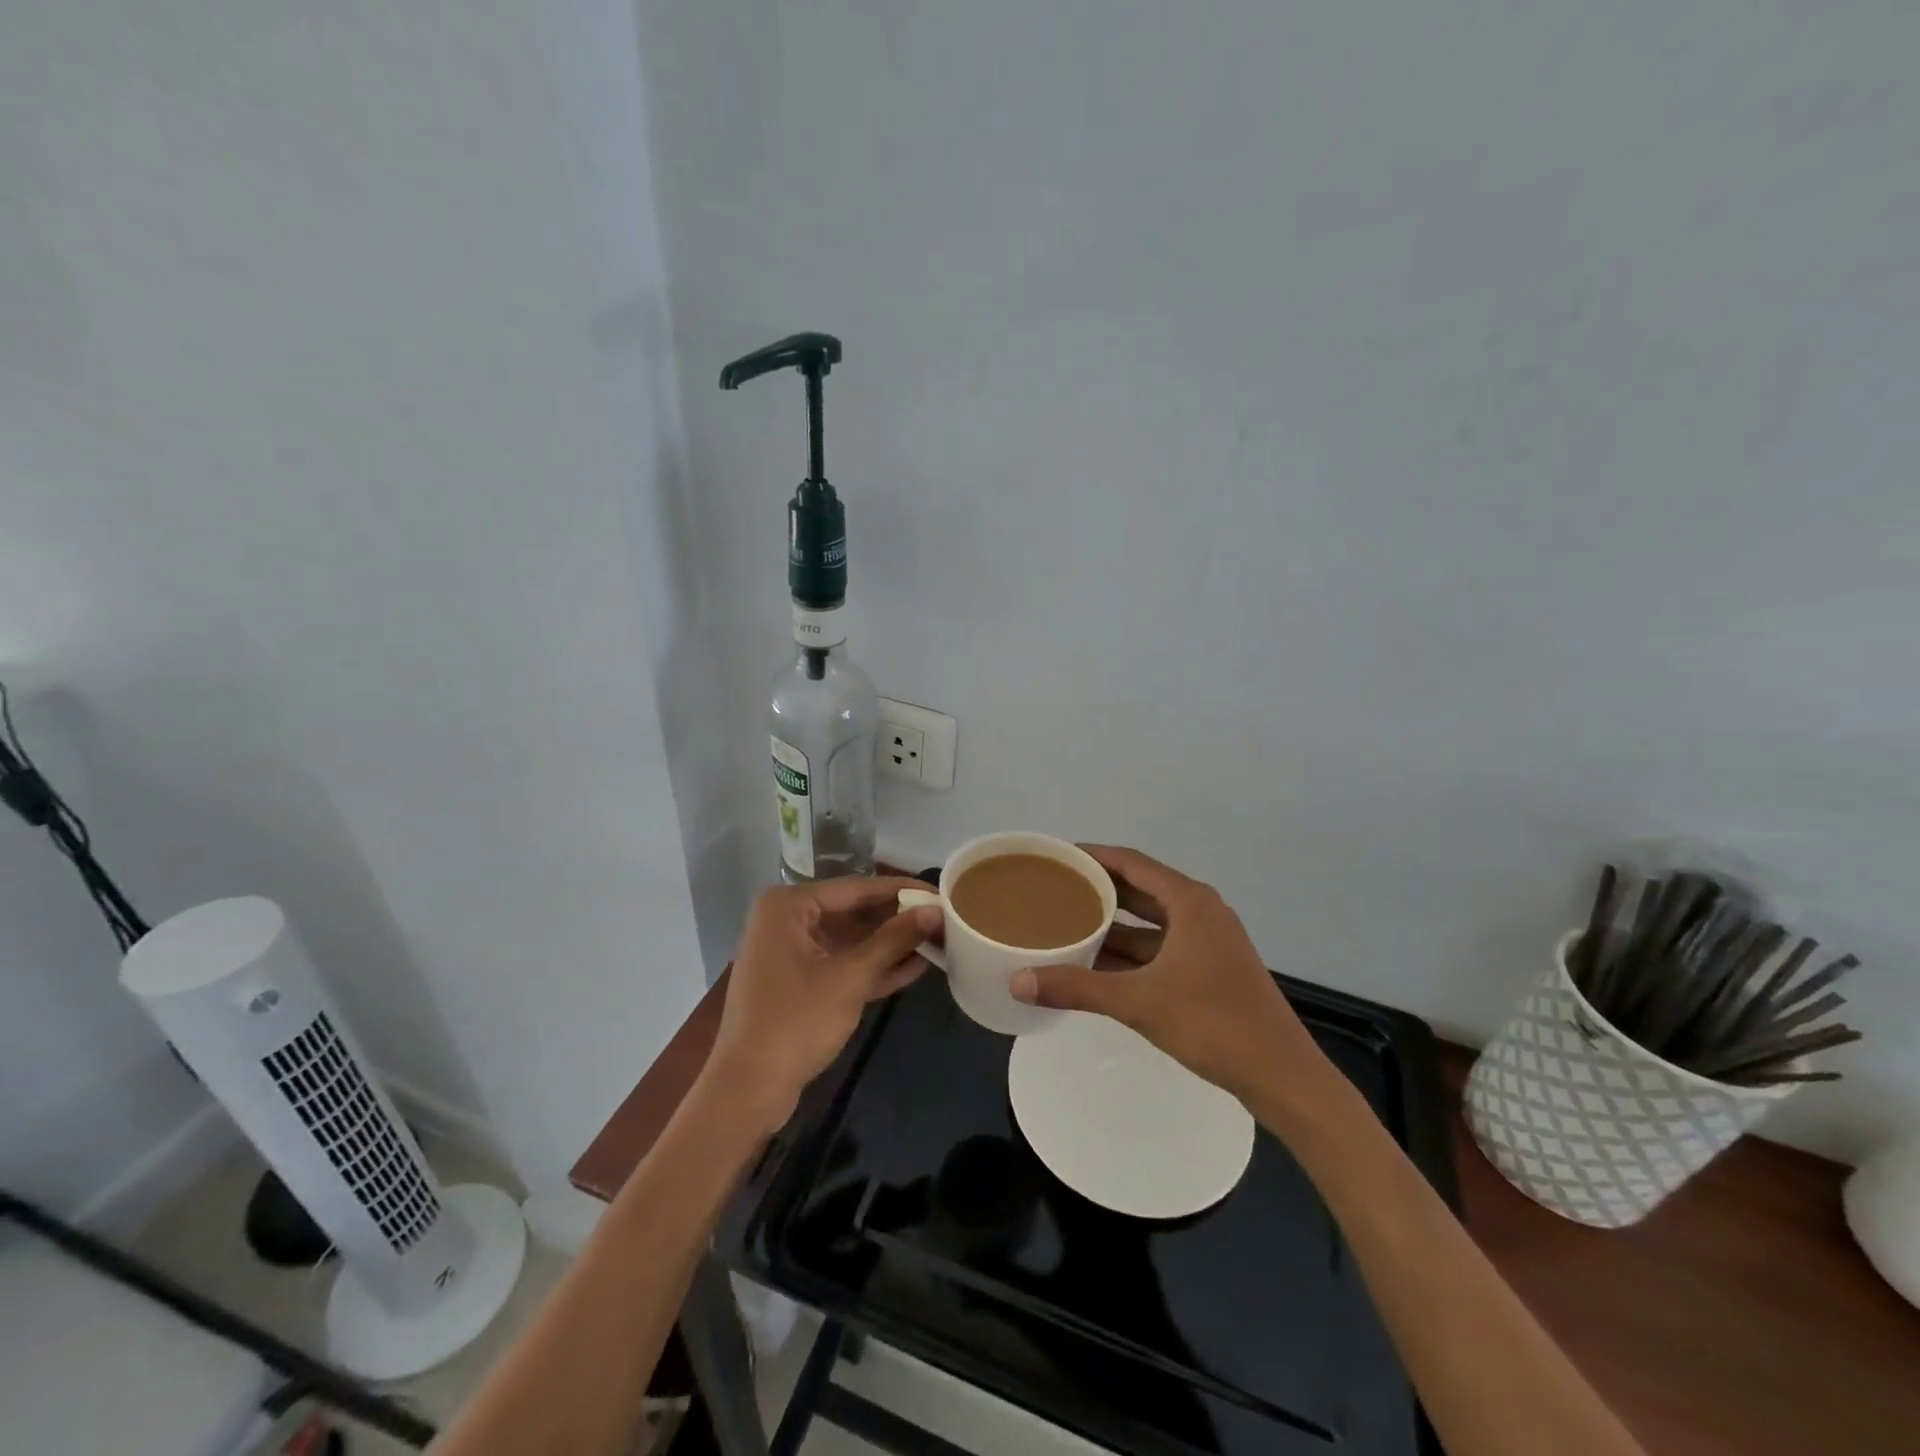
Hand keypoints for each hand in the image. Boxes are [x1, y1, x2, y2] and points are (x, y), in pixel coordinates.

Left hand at [702, 877, 940, 1133]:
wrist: (747, 1090)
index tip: (939, 891)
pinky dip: (872, 967)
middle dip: (896, 919)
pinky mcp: (798, 983)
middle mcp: (786, 920)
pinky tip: (914, 966)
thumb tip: (935, 909)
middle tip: (942, 917)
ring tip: (937, 940)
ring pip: (849, 940)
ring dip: (889, 944)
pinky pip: (840, 964)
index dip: (900, 890)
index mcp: (788, 906)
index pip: (856, 888)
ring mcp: (790, 953)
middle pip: (853, 912)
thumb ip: (894, 940)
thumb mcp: (850, 977)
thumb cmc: (796, 1022)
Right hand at [1010, 845, 1334, 1105]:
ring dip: (1113, 924)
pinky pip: (1160, 946)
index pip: (1131, 862)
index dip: (1092, 856)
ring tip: (1067, 923)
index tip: (1056, 857)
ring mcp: (1208, 941)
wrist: (1281, 1075)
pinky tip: (1097, 964)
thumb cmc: (1213, 1023)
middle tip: (1054, 889)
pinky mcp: (1210, 968)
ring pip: (1150, 921)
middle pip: (1140, 888)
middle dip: (1098, 889)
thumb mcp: (1138, 1002)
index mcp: (1189, 901)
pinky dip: (1130, 951)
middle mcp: (1200, 911)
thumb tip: (1017, 981)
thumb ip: (1076, 988)